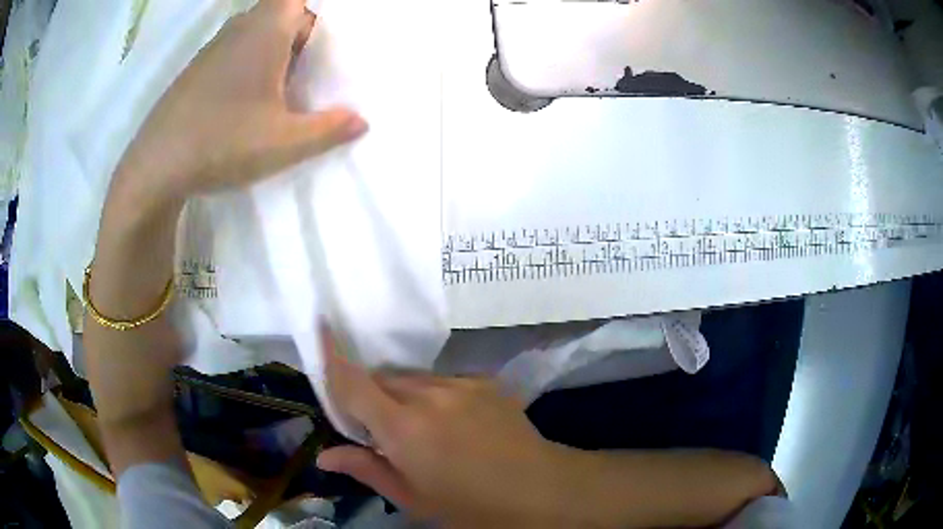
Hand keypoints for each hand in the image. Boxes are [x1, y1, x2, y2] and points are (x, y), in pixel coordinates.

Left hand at [115, 0, 365, 203]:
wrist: (155, 168)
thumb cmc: (222, 143)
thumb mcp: (284, 143)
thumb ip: (328, 129)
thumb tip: (362, 121)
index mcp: (265, 31)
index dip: (317, 15)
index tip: (328, 41)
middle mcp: (238, 29)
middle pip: (281, 12)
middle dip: (301, 34)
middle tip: (314, 67)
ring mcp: (212, 49)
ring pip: (255, 32)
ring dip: (274, 49)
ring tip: (285, 86)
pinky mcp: (196, 70)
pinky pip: (233, 51)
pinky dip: (249, 63)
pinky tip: (247, 101)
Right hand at [317, 347, 573, 526]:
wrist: (540, 489)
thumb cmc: (470, 506)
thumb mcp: (413, 498)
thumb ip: (366, 469)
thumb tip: (325, 456)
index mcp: (403, 428)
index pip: (354, 381)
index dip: (332, 355)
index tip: (320, 327)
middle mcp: (428, 395)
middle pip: (382, 379)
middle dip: (370, 397)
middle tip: (380, 431)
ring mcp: (460, 384)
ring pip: (412, 379)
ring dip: (403, 396)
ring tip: (422, 430)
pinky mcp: (484, 381)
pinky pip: (444, 381)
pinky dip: (434, 397)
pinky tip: (454, 424)